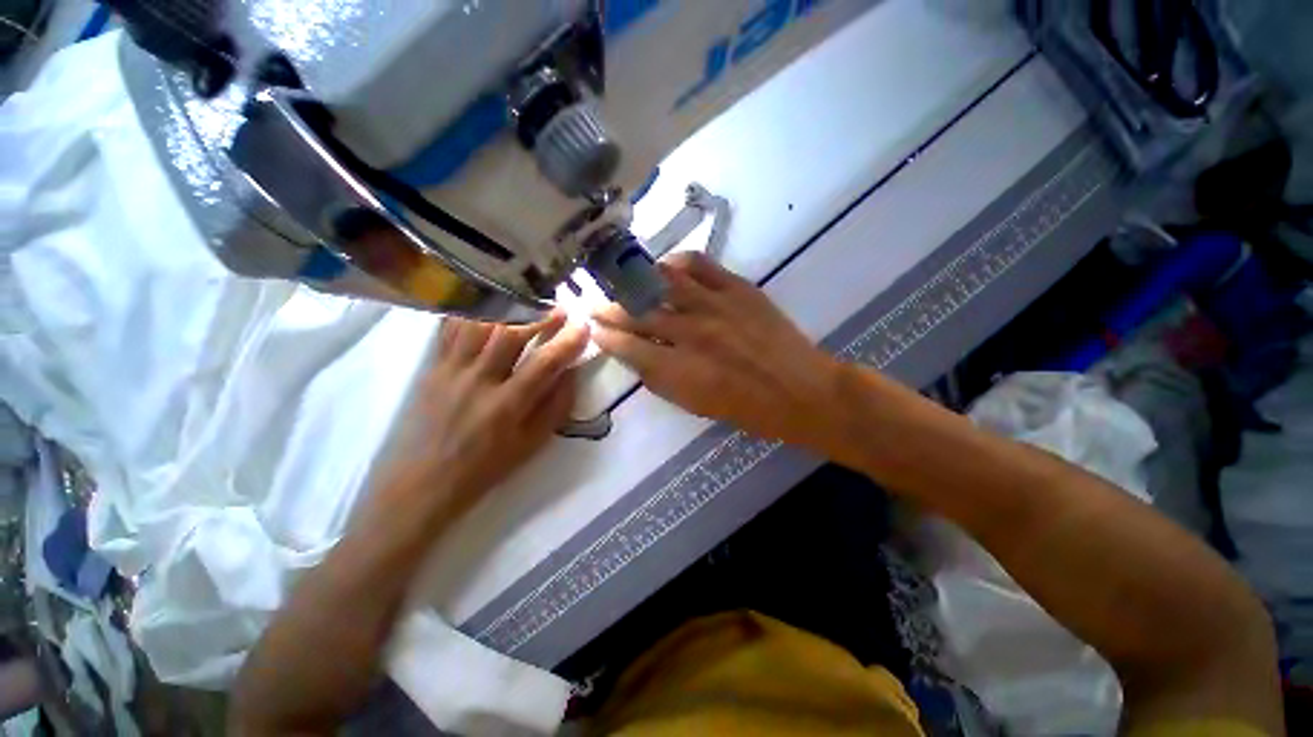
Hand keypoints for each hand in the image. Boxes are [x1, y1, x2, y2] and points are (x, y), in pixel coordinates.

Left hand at [371, 313, 589, 525]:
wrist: (425, 481)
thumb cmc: (486, 466)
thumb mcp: (532, 444)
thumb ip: (556, 406)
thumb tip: (571, 371)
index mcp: (506, 406)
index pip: (544, 363)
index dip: (567, 342)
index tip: (583, 327)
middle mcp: (477, 381)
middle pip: (509, 334)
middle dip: (539, 317)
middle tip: (558, 308)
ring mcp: (450, 371)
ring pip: (478, 324)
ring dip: (507, 309)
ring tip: (526, 303)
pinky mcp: (432, 367)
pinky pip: (450, 329)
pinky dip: (471, 312)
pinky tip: (487, 305)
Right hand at [593, 252, 840, 448]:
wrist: (799, 390)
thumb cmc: (746, 409)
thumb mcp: (695, 405)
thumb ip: (660, 379)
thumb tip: (636, 355)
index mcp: (679, 370)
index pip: (628, 347)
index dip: (606, 337)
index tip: (594, 331)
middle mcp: (691, 334)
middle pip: (638, 314)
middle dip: (610, 309)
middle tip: (596, 305)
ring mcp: (714, 306)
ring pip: (661, 283)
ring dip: (635, 283)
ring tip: (624, 283)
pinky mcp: (737, 288)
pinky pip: (698, 264)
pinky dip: (676, 263)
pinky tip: (666, 269)